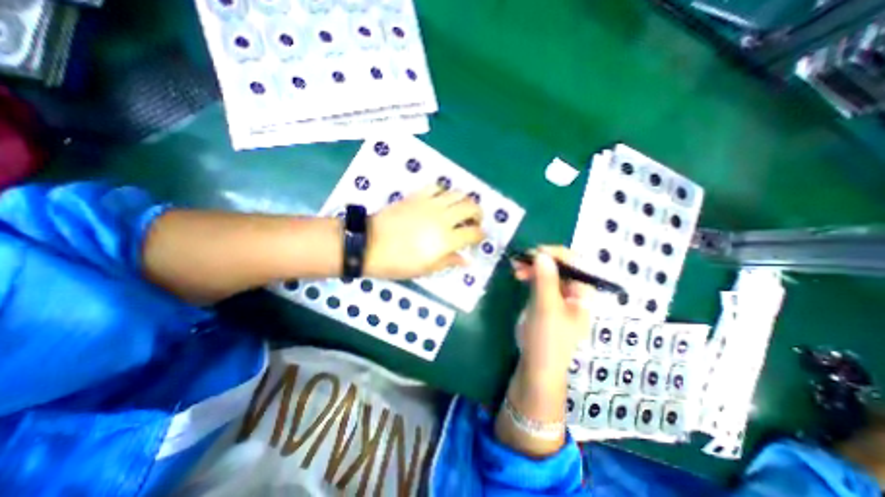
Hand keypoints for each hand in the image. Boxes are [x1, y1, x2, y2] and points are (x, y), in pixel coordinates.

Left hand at [362, 187, 482, 278]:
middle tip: (475, 221)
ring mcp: (430, 204)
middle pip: (470, 207)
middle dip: (478, 213)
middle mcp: (443, 217)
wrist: (369, 244)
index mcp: (446, 239)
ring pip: (457, 193)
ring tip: (461, 209)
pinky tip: (441, 200)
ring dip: (465, 200)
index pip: (473, 233)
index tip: (479, 238)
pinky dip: (444, 192)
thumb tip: (467, 260)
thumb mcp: (425, 269)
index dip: (480, 235)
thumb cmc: (398, 262)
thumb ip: (449, 261)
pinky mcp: (417, 196)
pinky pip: (436, 187)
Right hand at [512, 246, 592, 380]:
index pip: (576, 264)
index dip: (556, 254)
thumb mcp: (546, 308)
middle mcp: (574, 292)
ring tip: (515, 265)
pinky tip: (519, 273)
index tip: (535, 252)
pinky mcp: (546, 300)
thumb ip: (545, 280)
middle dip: (541, 260)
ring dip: (533, 266)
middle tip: (521, 258)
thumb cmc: (546, 339)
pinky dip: (530, 275)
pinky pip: (540, 281)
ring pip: (549, 272)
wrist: (537, 366)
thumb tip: (541, 254)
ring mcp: (559, 296)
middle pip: (561, 266)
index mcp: (583, 294)